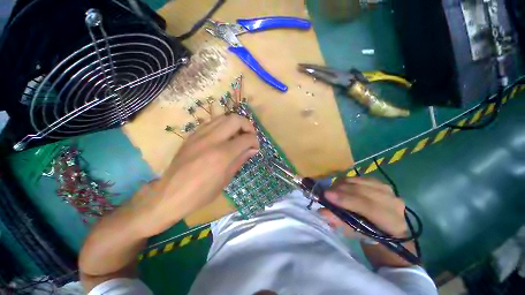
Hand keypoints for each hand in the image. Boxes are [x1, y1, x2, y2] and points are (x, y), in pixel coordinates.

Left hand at [136, 114, 259, 235]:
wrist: (169, 194)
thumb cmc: (201, 193)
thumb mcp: (226, 179)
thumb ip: (240, 160)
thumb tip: (252, 149)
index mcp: (222, 155)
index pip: (246, 138)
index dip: (255, 141)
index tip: (255, 147)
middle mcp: (211, 139)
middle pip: (235, 119)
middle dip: (247, 126)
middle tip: (249, 137)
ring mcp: (199, 135)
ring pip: (223, 117)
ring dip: (235, 124)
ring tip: (238, 135)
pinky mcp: (192, 135)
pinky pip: (212, 123)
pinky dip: (223, 126)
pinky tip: (224, 137)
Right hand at [320, 177, 406, 237]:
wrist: (387, 228)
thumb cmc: (370, 235)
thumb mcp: (355, 233)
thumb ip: (339, 222)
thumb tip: (323, 211)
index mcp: (392, 222)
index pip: (368, 207)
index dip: (346, 200)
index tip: (327, 195)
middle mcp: (393, 203)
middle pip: (363, 190)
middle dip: (340, 189)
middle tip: (325, 192)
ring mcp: (388, 190)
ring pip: (360, 181)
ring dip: (342, 184)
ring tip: (331, 189)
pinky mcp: (380, 182)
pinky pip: (360, 177)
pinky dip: (347, 181)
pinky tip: (340, 185)